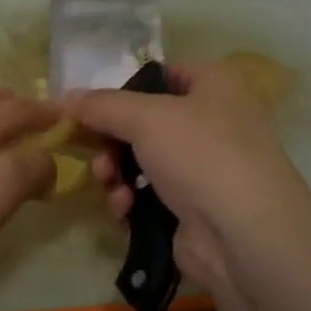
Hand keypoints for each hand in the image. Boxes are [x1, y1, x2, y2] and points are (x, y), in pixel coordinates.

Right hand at [69, 61, 310, 298]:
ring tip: (111, 186)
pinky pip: (148, 197)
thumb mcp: (146, 117)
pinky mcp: (193, 210)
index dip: (126, 89)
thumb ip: (102, 105)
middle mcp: (214, 123)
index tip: (91, 109)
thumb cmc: (202, 154)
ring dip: (116, 174)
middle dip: (112, 142)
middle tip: (95, 155)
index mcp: (215, 86)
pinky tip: (124, 210)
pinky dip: (131, 201)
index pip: (163, 75)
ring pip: (141, 163)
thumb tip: (65, 97)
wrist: (245, 235)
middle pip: (144, 123)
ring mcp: (205, 170)